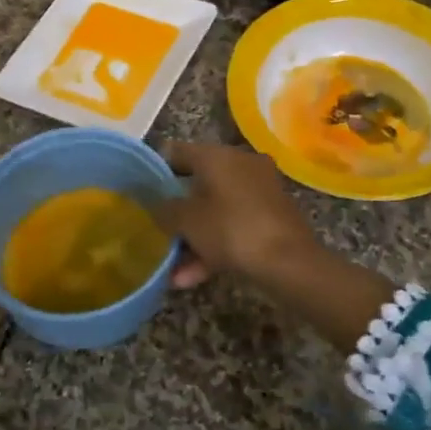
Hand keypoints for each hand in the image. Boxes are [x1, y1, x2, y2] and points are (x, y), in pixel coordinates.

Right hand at [156, 142, 394, 350]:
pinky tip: (193, 277)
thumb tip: (154, 202)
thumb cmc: (231, 230)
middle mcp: (240, 163)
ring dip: (194, 237)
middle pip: (198, 182)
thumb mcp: (187, 221)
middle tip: (158, 229)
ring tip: (173, 269)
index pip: (176, 152)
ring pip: (216, 209)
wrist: (289, 262)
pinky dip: (215, 246)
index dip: (155, 170)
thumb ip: (163, 208)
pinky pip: (234, 224)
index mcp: (217, 155)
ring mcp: (260, 188)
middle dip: (178, 211)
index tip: (141, 191)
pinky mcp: (272, 214)